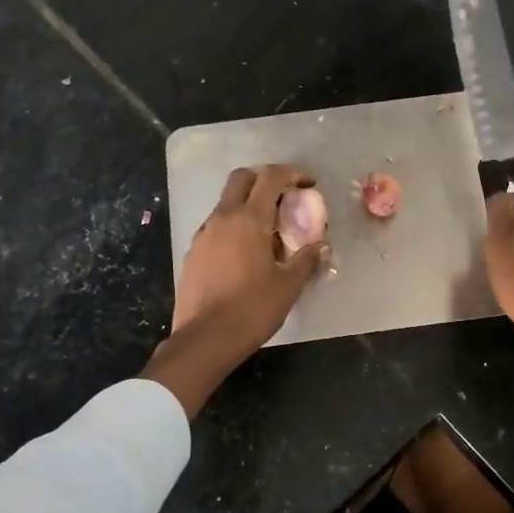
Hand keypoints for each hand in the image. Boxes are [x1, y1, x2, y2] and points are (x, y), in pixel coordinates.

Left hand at [142, 165, 325, 414]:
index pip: (270, 177)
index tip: (307, 185)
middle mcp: (223, 218)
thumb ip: (306, 260)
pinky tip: (245, 253)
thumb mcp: (288, 286)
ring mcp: (203, 234)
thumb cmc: (252, 309)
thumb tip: (320, 247)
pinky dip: (233, 227)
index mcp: (249, 219)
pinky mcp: (193, 252)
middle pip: (241, 178)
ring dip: (247, 205)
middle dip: (264, 179)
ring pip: (226, 203)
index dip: (292, 173)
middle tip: (284, 198)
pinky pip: (216, 227)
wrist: (205, 339)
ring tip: (267, 231)